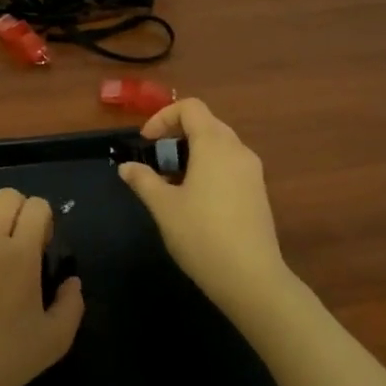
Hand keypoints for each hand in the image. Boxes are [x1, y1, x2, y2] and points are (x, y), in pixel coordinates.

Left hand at [0, 187, 84, 385]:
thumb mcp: (54, 342)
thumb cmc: (0, 362)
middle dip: (19, 210)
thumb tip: (72, 280)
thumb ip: (72, 305)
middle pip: (7, 195)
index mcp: (20, 255)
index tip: (40, 245)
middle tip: (16, 239)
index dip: (44, 221)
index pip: (38, 206)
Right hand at [118, 98, 293, 326]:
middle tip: (156, 160)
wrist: (251, 278)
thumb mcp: (163, 207)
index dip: (163, 117)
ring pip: (219, 146)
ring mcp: (252, 172)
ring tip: (171, 181)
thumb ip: (143, 180)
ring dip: (192, 152)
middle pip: (206, 124)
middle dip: (177, 135)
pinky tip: (195, 199)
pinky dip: (209, 168)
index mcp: (215, 145)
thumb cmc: (201, 235)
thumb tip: (126, 167)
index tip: (146, 142)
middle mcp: (238, 150)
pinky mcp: (258, 192)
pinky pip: (230, 165)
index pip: (190, 108)